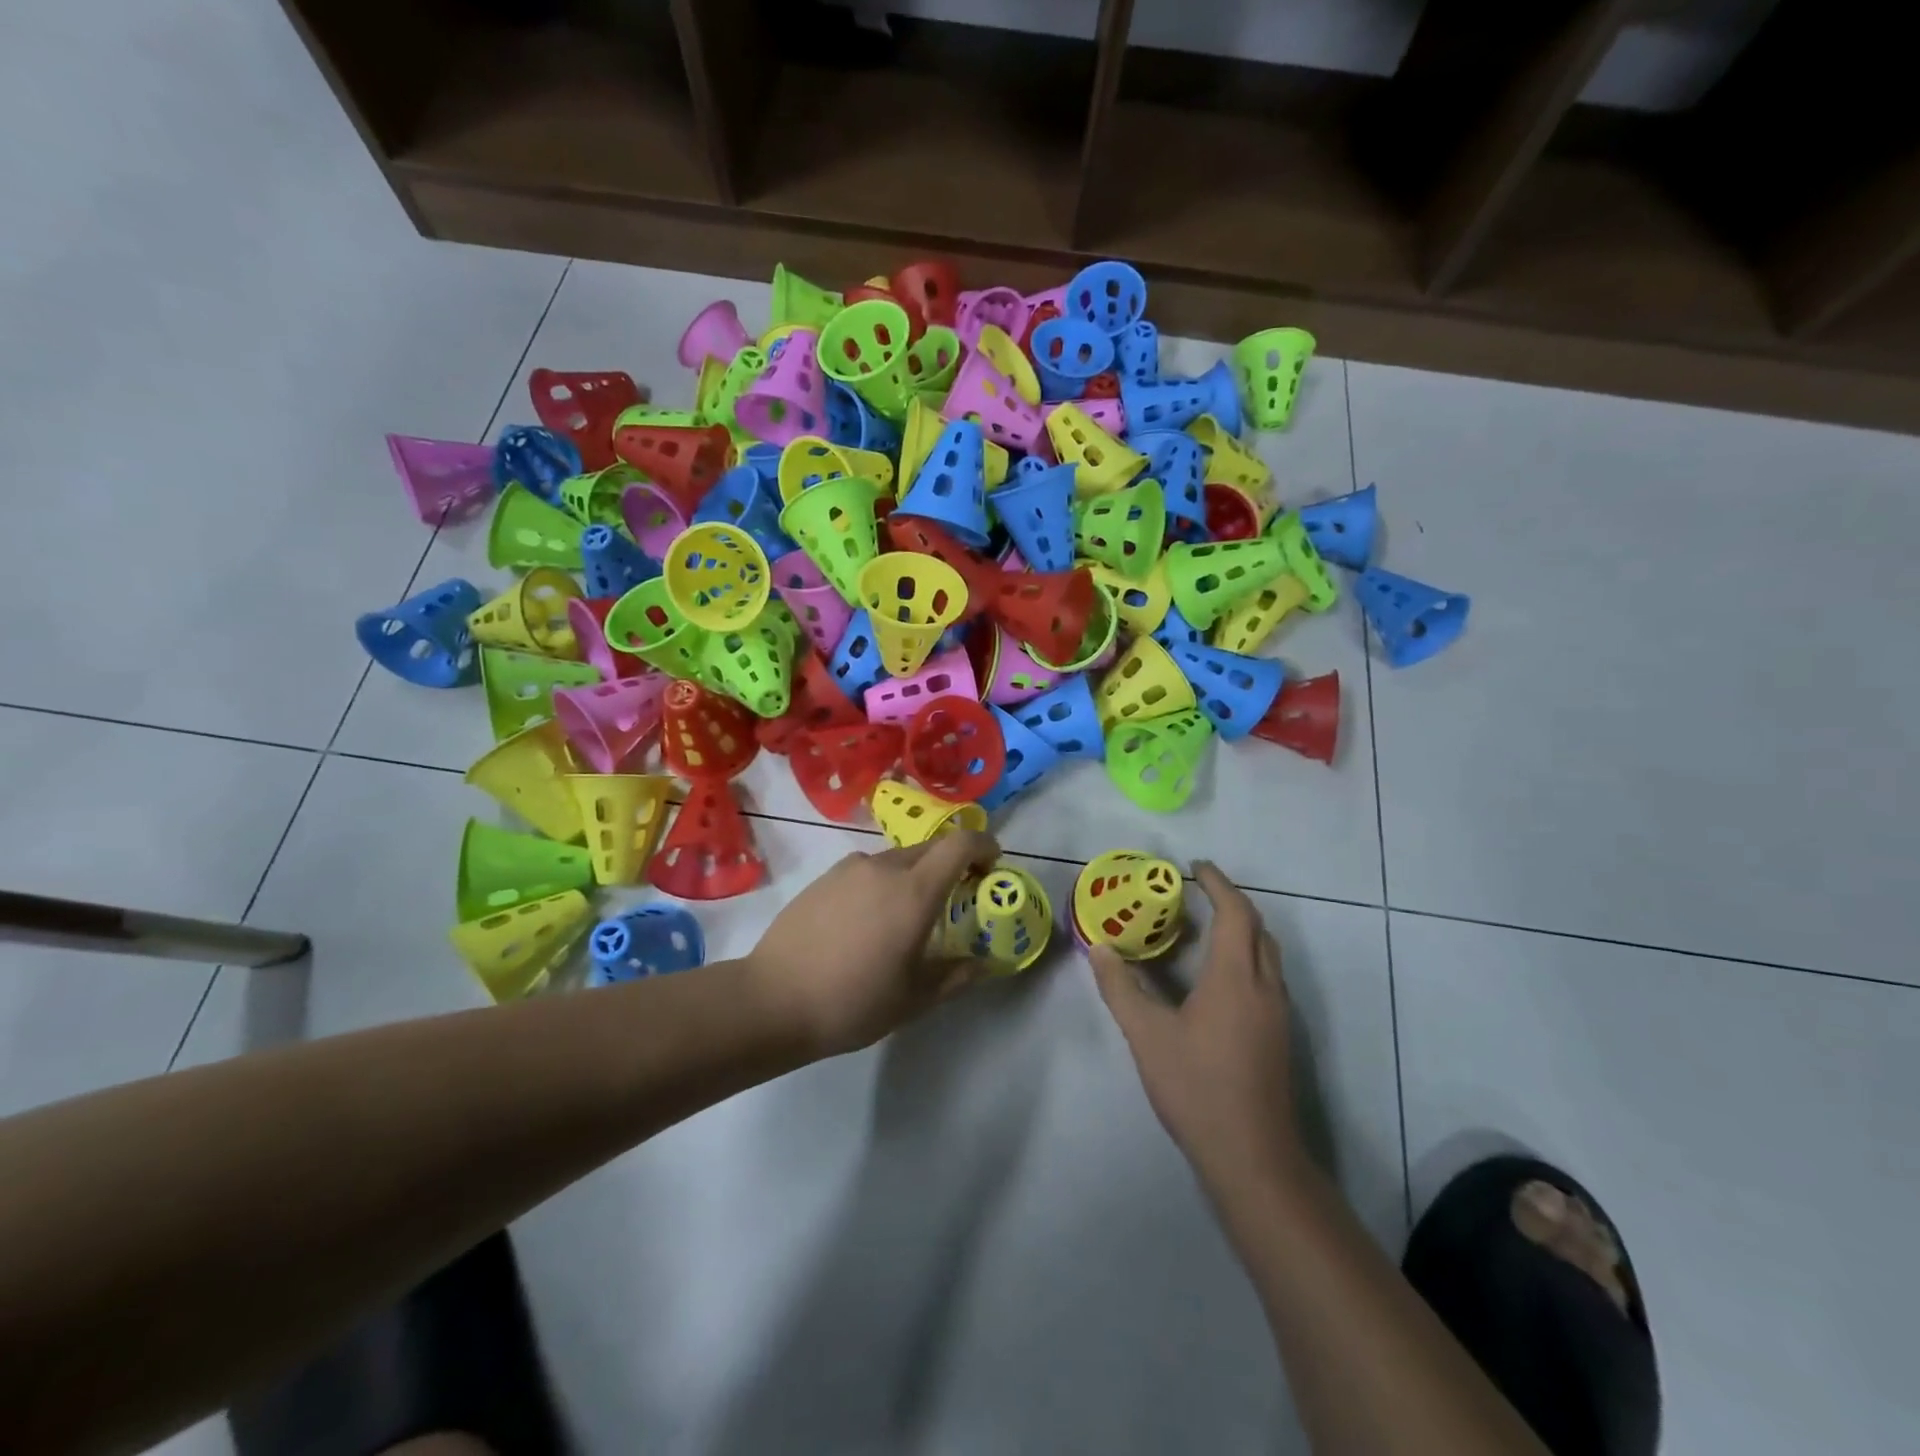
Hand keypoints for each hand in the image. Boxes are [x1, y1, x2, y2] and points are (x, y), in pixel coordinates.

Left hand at [746, 829, 999, 1056]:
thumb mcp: (914, 999)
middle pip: (930, 849)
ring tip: (905, 918)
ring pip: (896, 860)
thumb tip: (984, 964)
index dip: (983, 847)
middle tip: (955, 899)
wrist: (773, 999)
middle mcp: (883, 867)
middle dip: (951, 865)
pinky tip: (867, 923)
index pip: (960, 844)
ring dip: (914, 876)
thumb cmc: (853, 1001)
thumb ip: (956, 975)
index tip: (991, 866)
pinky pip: (866, 871)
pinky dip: (881, 884)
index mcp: (914, 891)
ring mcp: (848, 869)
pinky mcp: (823, 879)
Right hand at [1089, 861, 1303, 1189]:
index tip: (1194, 868)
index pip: (1235, 912)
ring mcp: (1277, 1014)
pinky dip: (1244, 957)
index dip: (1217, 884)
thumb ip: (1120, 988)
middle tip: (1198, 893)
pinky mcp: (1279, 1037)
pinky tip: (1216, 979)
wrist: (1253, 1157)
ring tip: (1204, 928)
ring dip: (1241, 930)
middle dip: (1231, 902)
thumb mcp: (1146, 1036)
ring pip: (1266, 954)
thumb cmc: (1197, 1087)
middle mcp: (1264, 987)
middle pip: (1257, 928)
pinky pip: (1266, 977)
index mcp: (1235, 977)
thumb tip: (1099, 948)